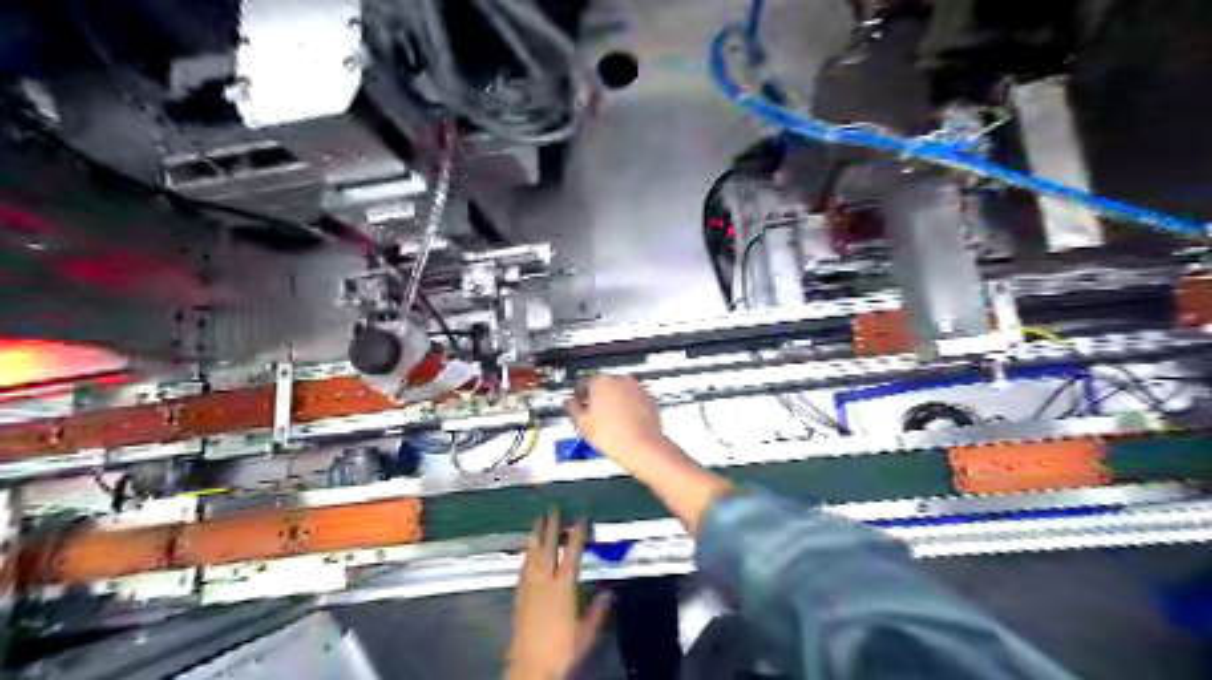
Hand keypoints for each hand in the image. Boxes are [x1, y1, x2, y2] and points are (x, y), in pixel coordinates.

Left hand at [508, 510, 611, 679]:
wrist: (531, 665)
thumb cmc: (561, 648)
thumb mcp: (585, 630)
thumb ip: (597, 610)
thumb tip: (610, 592)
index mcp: (563, 586)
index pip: (571, 553)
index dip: (576, 534)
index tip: (579, 518)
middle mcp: (544, 582)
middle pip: (547, 548)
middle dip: (551, 527)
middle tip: (552, 509)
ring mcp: (529, 587)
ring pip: (532, 555)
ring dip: (535, 536)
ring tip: (536, 521)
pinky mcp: (519, 596)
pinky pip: (523, 569)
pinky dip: (526, 556)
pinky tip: (526, 552)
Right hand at [565, 375, 666, 470]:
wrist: (642, 447)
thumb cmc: (613, 436)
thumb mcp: (582, 423)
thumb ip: (572, 408)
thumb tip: (570, 403)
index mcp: (600, 382)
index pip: (583, 382)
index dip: (578, 395)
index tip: (578, 403)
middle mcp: (620, 380)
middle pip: (603, 385)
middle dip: (597, 397)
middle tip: (594, 414)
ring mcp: (636, 388)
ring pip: (619, 391)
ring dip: (614, 400)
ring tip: (610, 419)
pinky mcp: (648, 398)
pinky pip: (634, 398)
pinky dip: (629, 405)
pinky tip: (624, 420)